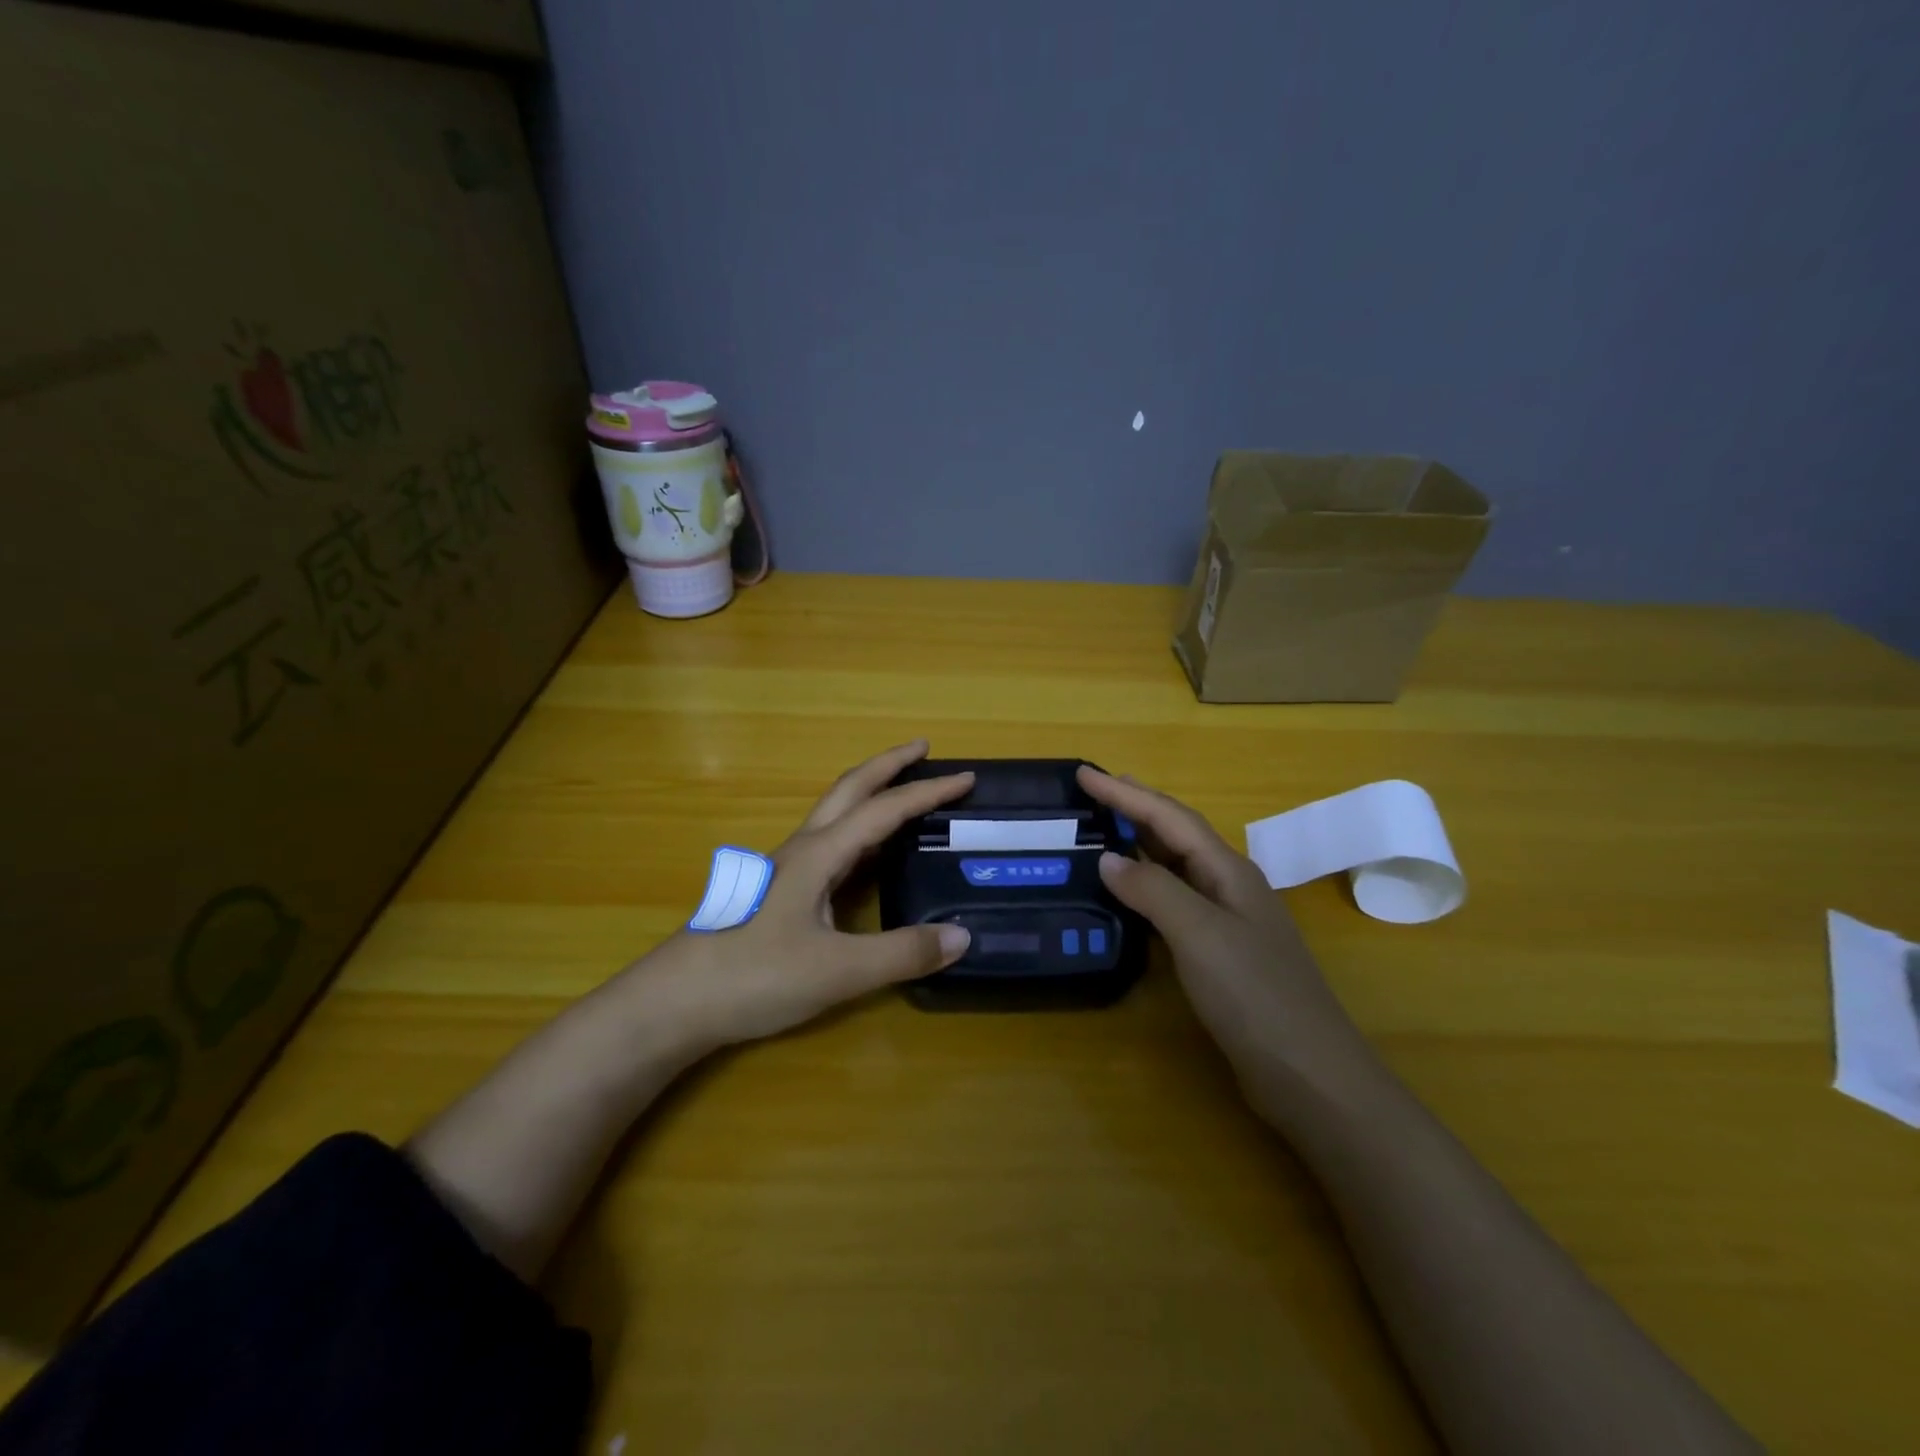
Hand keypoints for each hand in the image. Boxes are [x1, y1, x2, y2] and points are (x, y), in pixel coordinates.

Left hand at [636, 742, 973, 1047]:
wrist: (675, 1002)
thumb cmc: (755, 976)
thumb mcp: (838, 970)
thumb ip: (902, 953)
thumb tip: (963, 935)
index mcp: (819, 854)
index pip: (883, 809)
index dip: (927, 792)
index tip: (966, 778)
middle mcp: (802, 850)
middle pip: (849, 789)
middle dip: (888, 765)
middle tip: (923, 749)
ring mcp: (784, 869)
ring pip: (834, 814)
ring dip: (871, 794)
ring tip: (903, 795)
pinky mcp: (776, 893)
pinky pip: (827, 844)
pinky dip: (857, 831)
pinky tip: (864, 856)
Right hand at [1077, 766, 1375, 1113]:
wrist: (1309, 1073)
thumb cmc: (1254, 994)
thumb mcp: (1199, 934)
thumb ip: (1153, 890)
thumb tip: (1108, 858)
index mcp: (1229, 871)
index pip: (1170, 817)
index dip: (1125, 794)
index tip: (1084, 773)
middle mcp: (1230, 886)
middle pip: (1178, 834)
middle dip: (1137, 807)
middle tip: (1097, 789)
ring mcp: (1229, 921)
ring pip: (1178, 867)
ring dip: (1142, 843)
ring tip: (1107, 829)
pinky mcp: (1222, 954)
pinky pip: (1176, 901)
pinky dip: (1148, 885)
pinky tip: (1131, 894)